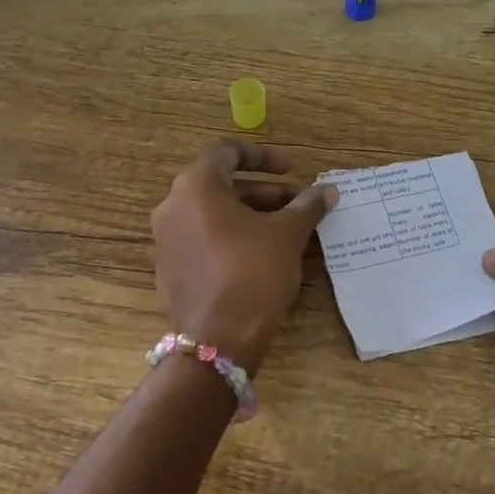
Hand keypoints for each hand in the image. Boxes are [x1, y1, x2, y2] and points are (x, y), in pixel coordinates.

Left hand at [150, 141, 336, 371]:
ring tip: (286, 231)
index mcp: (195, 188)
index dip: (263, 156)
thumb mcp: (287, 235)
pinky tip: (261, 257)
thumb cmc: (253, 273)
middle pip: (221, 186)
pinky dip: (232, 239)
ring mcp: (166, 242)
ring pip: (212, 216)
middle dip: (264, 193)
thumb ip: (306, 206)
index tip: (292, 169)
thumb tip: (328, 190)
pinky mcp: (170, 271)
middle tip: (298, 205)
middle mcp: (171, 208)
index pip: (226, 153)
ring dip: (250, 216)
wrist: (219, 340)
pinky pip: (203, 242)